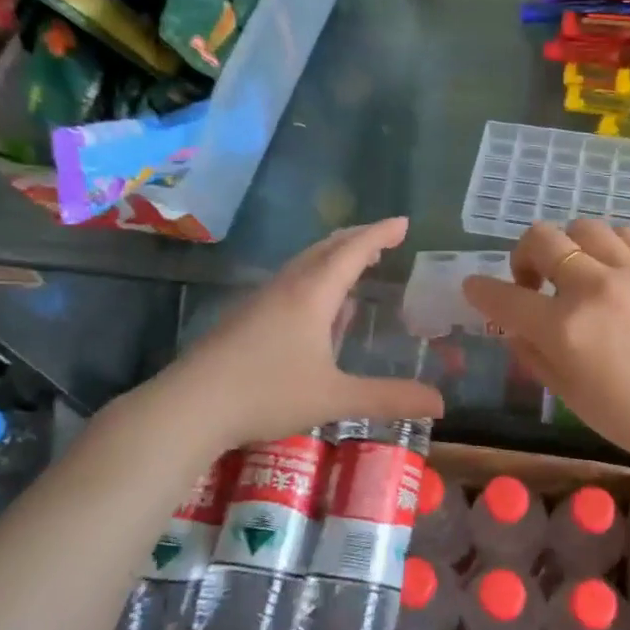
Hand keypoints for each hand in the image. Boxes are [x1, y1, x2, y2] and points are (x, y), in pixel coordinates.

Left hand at [131, 217, 443, 452]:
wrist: (188, 407)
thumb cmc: (266, 394)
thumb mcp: (335, 398)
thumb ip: (388, 398)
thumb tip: (441, 403)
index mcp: (312, 294)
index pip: (352, 251)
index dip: (380, 234)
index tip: (403, 222)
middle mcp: (286, 288)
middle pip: (326, 249)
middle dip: (357, 239)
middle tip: (383, 239)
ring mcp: (260, 301)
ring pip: (303, 265)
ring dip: (333, 258)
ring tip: (354, 265)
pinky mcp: (243, 318)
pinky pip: (288, 284)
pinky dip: (313, 280)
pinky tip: (315, 310)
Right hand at [461, 219, 629, 467]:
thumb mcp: (570, 396)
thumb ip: (534, 356)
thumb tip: (515, 328)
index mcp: (565, 329)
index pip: (505, 298)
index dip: (480, 290)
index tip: (474, 288)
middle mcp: (595, 288)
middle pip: (542, 239)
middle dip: (523, 255)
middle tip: (534, 282)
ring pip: (585, 227)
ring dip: (569, 245)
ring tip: (577, 271)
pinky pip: (628, 235)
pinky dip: (609, 245)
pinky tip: (613, 268)